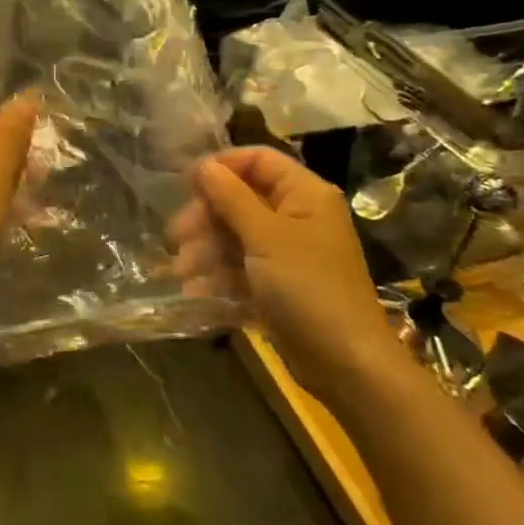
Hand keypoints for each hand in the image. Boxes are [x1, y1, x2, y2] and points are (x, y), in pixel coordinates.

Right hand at [169, 147, 408, 406]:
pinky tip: (196, 293)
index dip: (221, 166)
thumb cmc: (308, 288)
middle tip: (177, 237)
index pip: (258, 159)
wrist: (347, 365)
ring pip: (236, 236)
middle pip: (241, 199)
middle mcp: (297, 217)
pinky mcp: (279, 286)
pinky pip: (242, 269)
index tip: (185, 185)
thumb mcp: (265, 237)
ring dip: (206, 251)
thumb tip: (203, 165)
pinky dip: (219, 277)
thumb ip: (231, 197)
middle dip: (206, 217)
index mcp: (304, 194)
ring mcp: (288, 253)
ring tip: (182, 272)